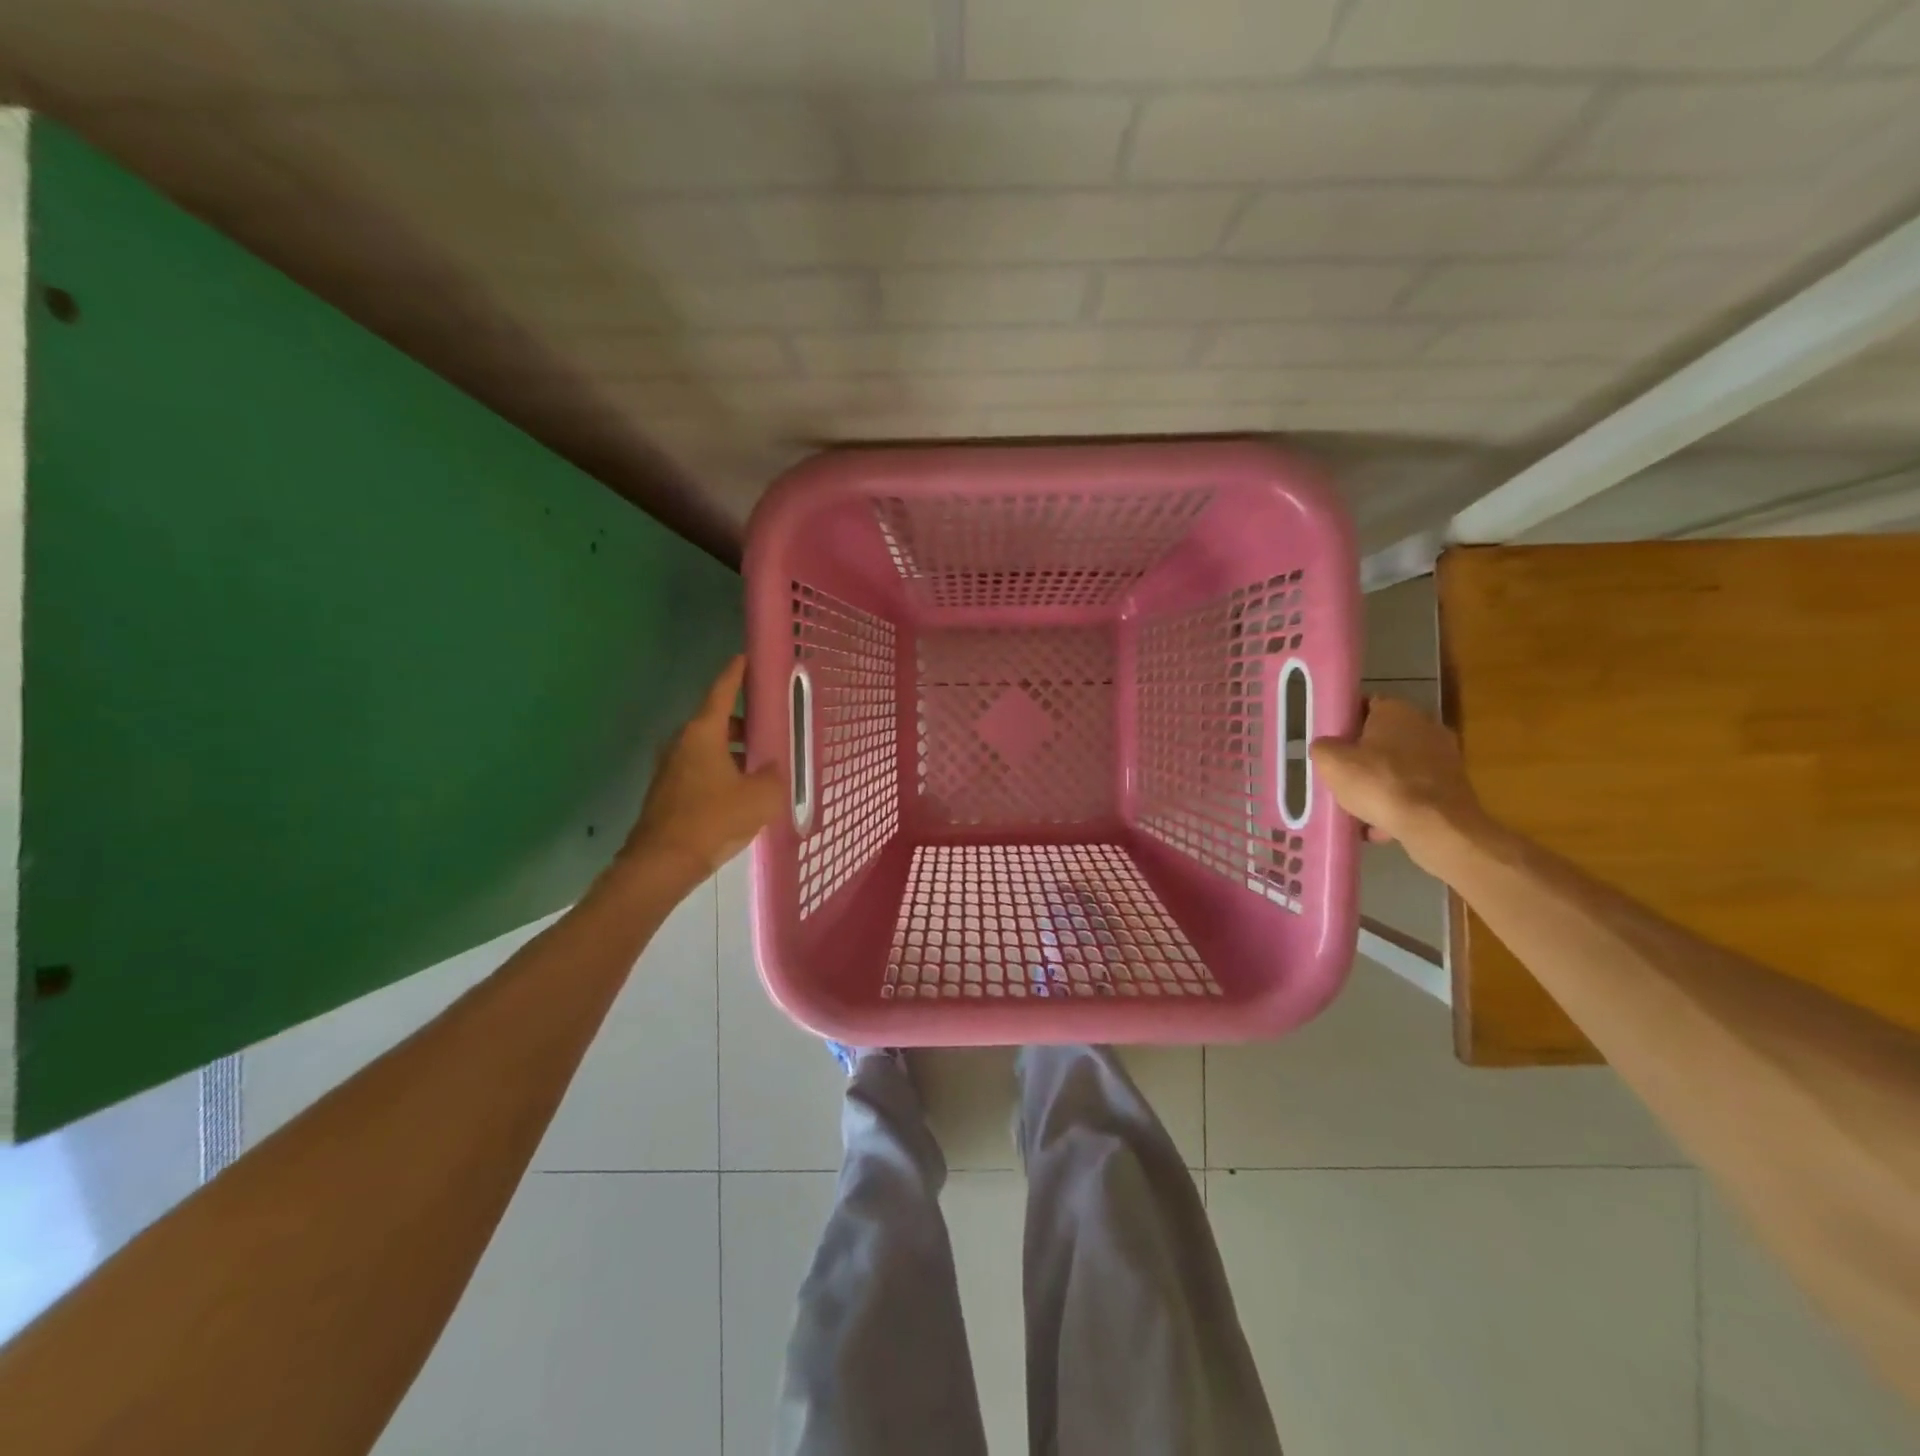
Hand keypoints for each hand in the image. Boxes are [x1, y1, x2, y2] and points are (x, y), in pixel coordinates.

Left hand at [623, 656, 782, 878]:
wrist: (662, 863)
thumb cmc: (713, 820)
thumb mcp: (760, 797)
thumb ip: (773, 776)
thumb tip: (771, 769)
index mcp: (703, 733)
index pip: (721, 691)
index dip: (735, 673)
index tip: (745, 657)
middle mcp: (681, 743)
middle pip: (715, 721)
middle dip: (743, 722)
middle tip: (769, 730)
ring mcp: (670, 768)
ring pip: (707, 748)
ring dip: (732, 751)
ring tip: (759, 767)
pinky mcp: (666, 792)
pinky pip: (699, 770)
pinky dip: (720, 771)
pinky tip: (739, 793)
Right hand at [1311, 696, 1487, 858]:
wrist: (1437, 826)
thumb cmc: (1380, 784)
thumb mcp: (1331, 763)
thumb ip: (1322, 748)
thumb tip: (1325, 748)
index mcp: (1395, 710)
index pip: (1365, 705)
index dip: (1344, 722)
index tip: (1329, 742)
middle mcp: (1425, 726)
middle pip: (1382, 738)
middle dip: (1361, 756)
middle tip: (1339, 775)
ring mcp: (1444, 756)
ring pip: (1398, 768)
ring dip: (1379, 783)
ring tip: (1357, 807)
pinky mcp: (1452, 786)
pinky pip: (1414, 791)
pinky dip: (1398, 805)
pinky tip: (1380, 827)